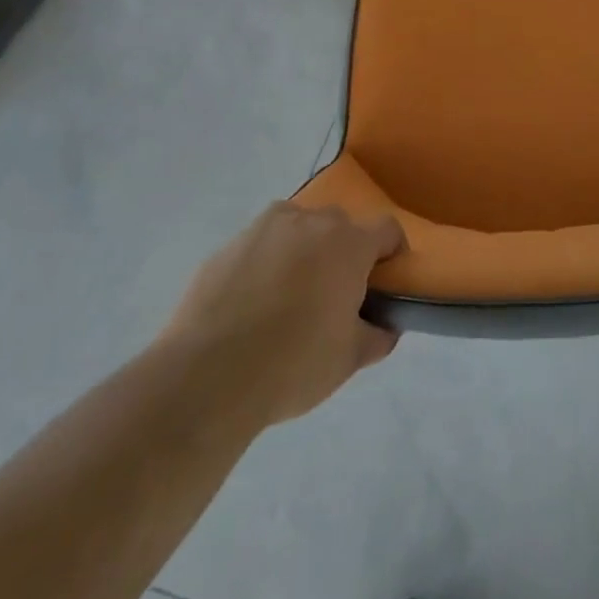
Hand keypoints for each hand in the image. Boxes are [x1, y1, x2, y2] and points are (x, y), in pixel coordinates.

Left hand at [162, 202, 405, 426]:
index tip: (385, 281)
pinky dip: (265, 263)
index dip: (392, 253)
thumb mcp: (349, 360)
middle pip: (340, 226)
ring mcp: (265, 228)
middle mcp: (311, 221)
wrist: (206, 376)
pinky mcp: (228, 245)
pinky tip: (252, 304)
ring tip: (289, 294)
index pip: (387, 230)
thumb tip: (384, 327)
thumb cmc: (292, 364)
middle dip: (343, 252)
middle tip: (334, 294)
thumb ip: (376, 336)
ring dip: (303, 250)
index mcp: (349, 244)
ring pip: (297, 228)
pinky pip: (260, 245)